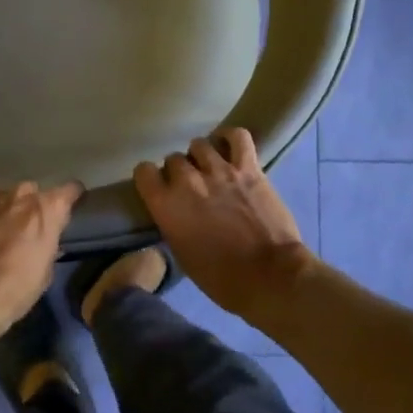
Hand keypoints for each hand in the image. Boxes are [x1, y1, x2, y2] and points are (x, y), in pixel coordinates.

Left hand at [0, 181, 83, 339]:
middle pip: (33, 192)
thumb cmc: (14, 289)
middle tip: (28, 228)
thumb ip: (49, 247)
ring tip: (1, 231)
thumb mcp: (44, 273)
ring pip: (5, 196)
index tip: (69, 209)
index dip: (71, 199)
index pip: (70, 191)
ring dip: (6, 209)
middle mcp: (21, 195)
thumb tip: (47, 242)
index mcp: (47, 209)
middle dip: (32, 207)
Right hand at [134, 129, 311, 320]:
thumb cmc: (220, 277)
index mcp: (165, 204)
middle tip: (191, 187)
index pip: (143, 171)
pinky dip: (230, 137)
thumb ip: (172, 222)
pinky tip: (228, 146)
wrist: (268, 275)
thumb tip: (175, 211)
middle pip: (173, 159)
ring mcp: (219, 170)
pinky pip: (237, 136)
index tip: (159, 189)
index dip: (151, 179)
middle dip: (179, 172)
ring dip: (201, 156)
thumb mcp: (181, 253)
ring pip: (199, 145)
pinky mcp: (249, 168)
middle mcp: (187, 181)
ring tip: (210, 169)